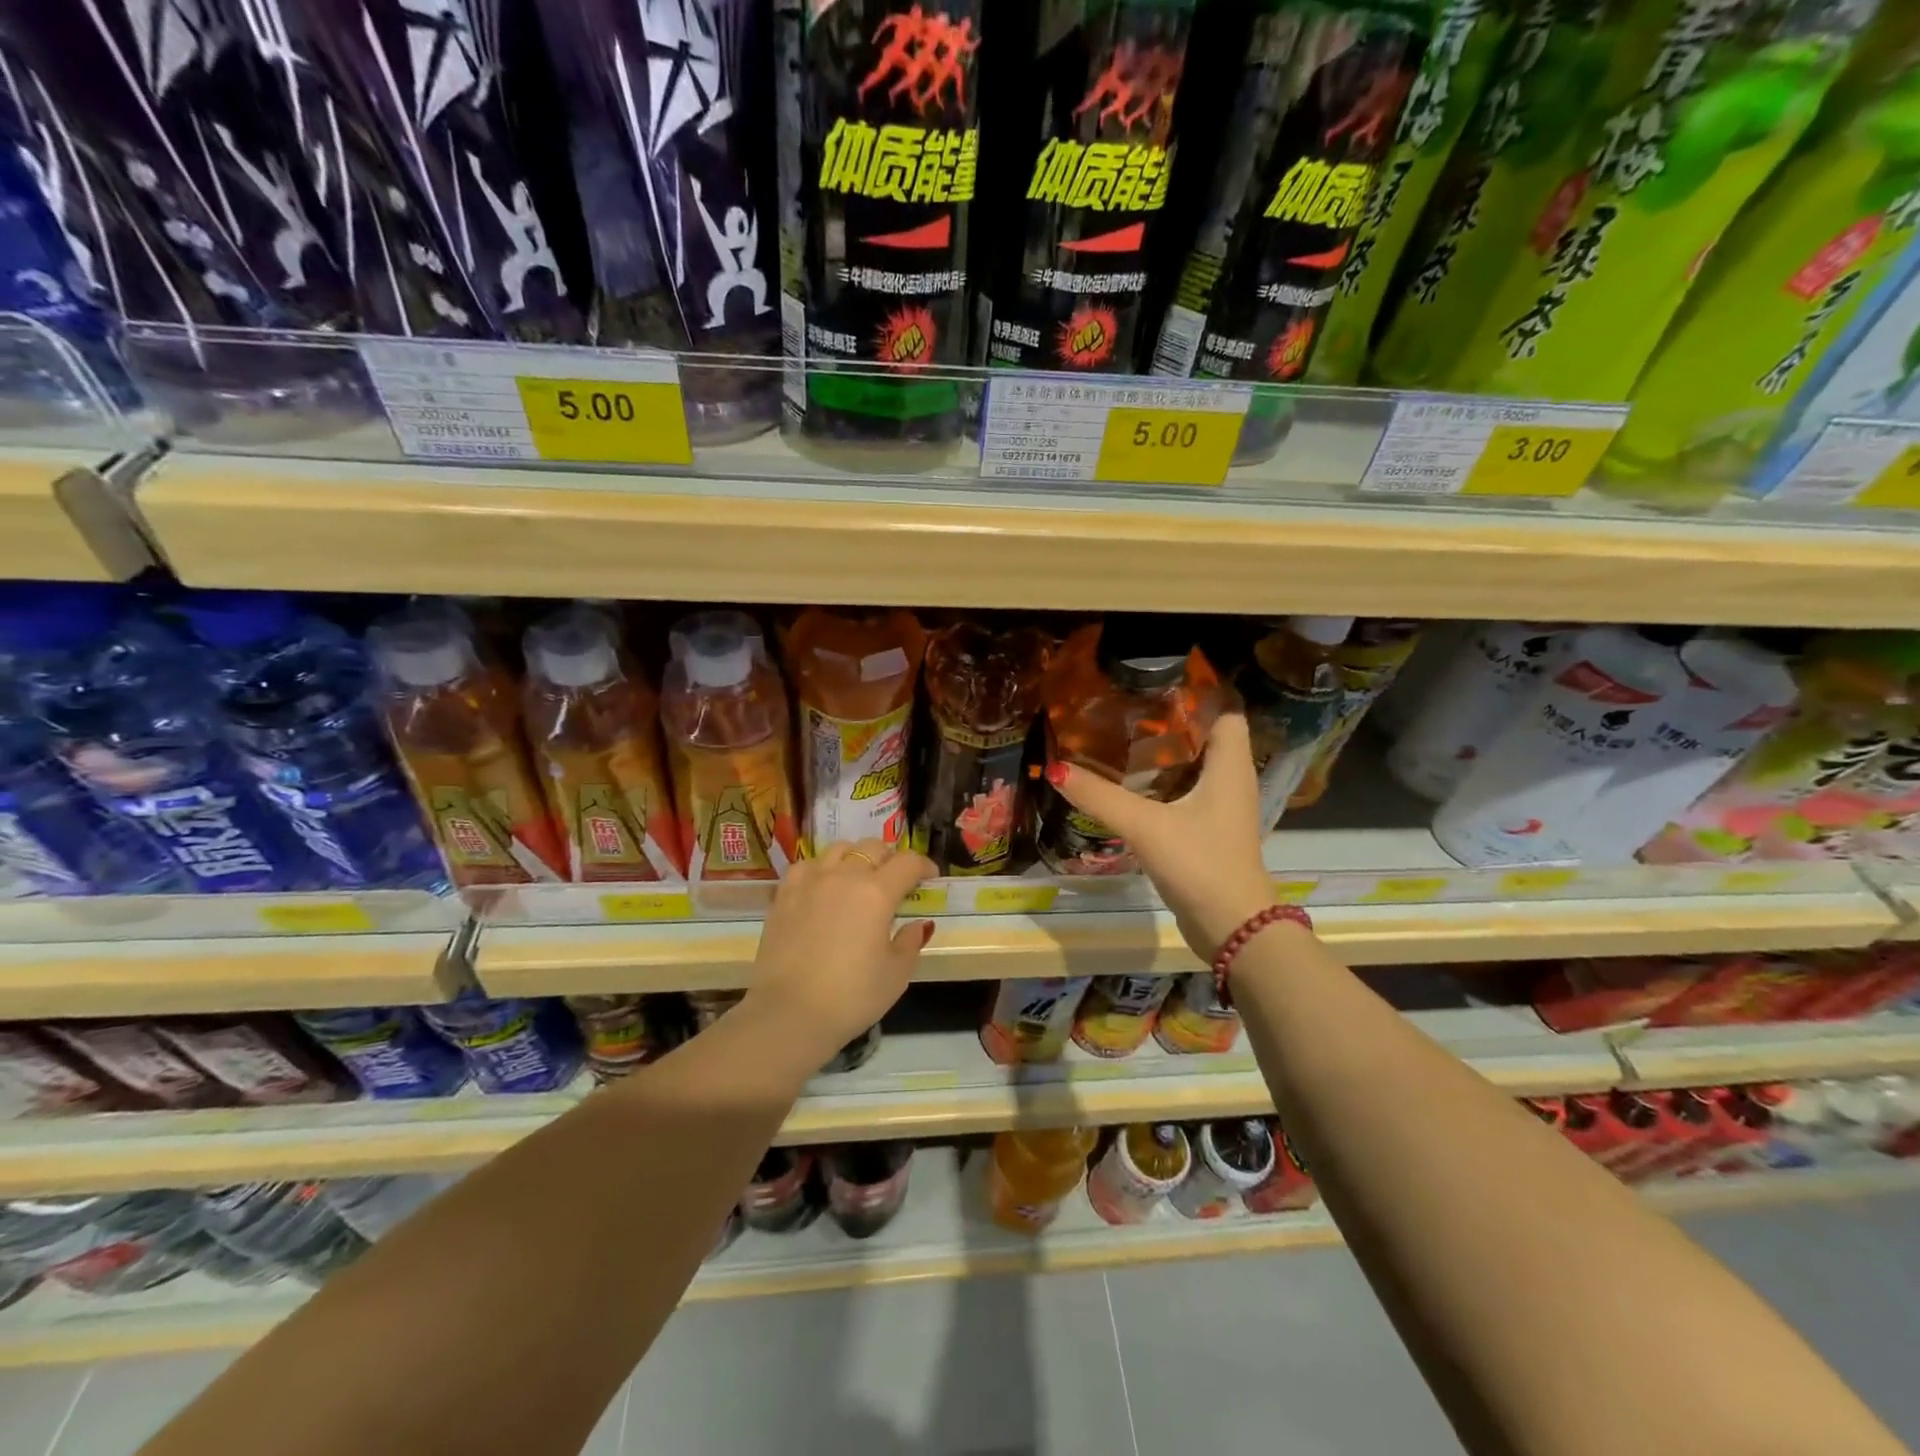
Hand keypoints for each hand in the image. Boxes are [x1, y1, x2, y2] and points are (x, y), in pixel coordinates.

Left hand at [746, 838, 935, 1058]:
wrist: (789, 1014)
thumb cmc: (851, 997)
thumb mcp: (896, 974)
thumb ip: (910, 942)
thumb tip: (919, 924)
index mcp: (877, 892)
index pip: (908, 863)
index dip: (924, 865)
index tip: (930, 877)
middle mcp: (844, 876)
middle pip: (873, 848)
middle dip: (891, 858)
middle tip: (896, 879)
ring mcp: (810, 882)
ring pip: (839, 849)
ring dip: (856, 858)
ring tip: (859, 877)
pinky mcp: (784, 895)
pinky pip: (807, 865)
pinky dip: (822, 868)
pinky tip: (823, 887)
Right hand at [1047, 712, 1274, 959]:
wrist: (1233, 928)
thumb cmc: (1201, 864)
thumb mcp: (1146, 826)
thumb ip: (1100, 797)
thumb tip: (1056, 768)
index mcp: (1230, 765)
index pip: (1223, 710)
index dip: (1196, 691)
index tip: (1153, 679)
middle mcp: (1230, 780)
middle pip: (1203, 735)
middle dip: (1167, 720)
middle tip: (1123, 705)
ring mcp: (1220, 808)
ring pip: (1191, 766)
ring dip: (1161, 753)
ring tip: (1118, 735)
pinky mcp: (1207, 831)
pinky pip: (1182, 793)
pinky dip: (1158, 783)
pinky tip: (1126, 783)